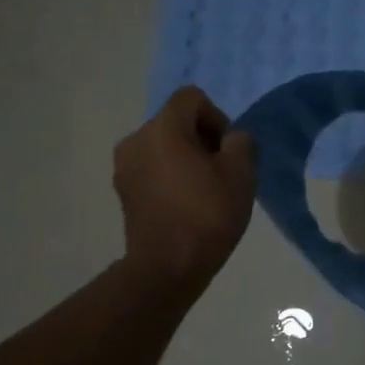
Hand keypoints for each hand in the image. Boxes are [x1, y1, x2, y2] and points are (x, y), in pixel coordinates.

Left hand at [113, 87, 257, 294]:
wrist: (168, 267)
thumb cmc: (207, 214)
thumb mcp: (241, 173)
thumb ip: (241, 143)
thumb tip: (231, 139)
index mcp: (163, 128)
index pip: (192, 97)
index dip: (217, 117)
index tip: (227, 150)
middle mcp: (136, 139)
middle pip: (176, 121)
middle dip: (202, 139)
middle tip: (221, 172)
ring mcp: (124, 166)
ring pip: (163, 145)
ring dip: (185, 158)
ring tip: (204, 190)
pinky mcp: (123, 190)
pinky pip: (152, 167)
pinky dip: (170, 175)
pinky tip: (185, 204)